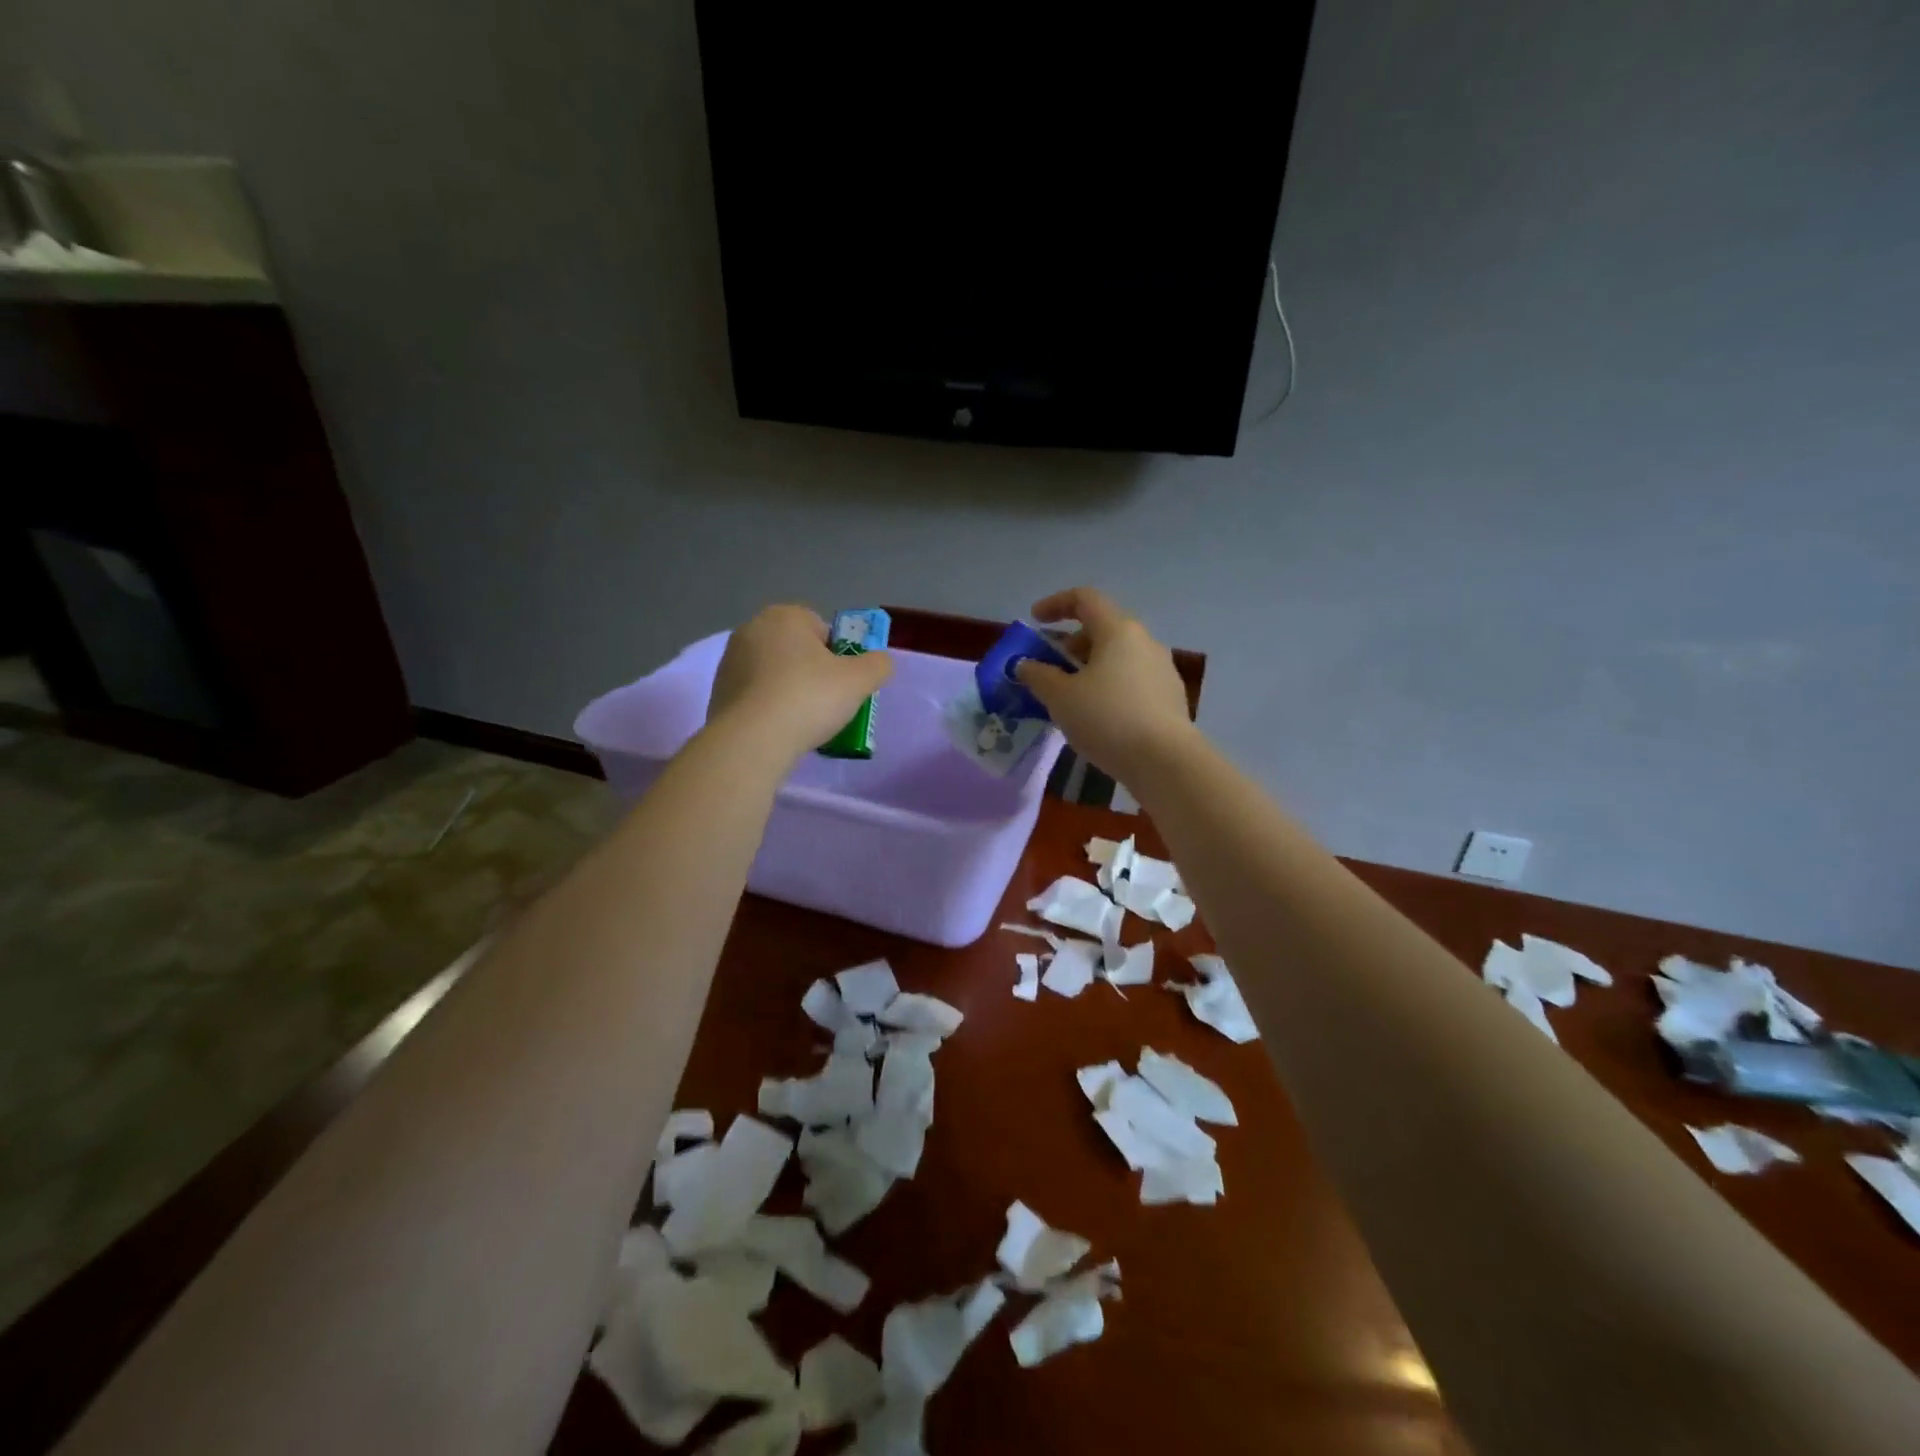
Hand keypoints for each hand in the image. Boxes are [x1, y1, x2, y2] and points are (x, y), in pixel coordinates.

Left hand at [707, 605, 892, 760]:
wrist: (752, 740)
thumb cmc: (809, 698)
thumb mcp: (860, 680)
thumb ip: (878, 665)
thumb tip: (879, 662)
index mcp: (784, 616)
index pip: (822, 629)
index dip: (838, 655)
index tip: (843, 683)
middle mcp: (752, 629)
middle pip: (796, 650)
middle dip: (812, 672)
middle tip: (827, 703)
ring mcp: (730, 661)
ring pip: (774, 673)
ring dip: (789, 690)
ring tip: (803, 722)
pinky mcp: (718, 692)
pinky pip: (755, 695)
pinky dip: (769, 708)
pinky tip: (779, 730)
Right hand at [1014, 587, 1194, 781]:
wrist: (1165, 762)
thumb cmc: (1107, 719)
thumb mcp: (1061, 698)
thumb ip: (1038, 676)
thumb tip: (1025, 665)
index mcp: (1118, 630)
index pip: (1085, 599)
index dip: (1055, 604)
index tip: (1035, 620)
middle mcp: (1144, 641)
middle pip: (1103, 628)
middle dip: (1072, 643)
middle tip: (1051, 667)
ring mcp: (1161, 669)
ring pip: (1118, 656)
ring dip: (1090, 667)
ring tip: (1071, 696)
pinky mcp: (1169, 696)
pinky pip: (1131, 679)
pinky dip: (1109, 686)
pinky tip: (1098, 716)